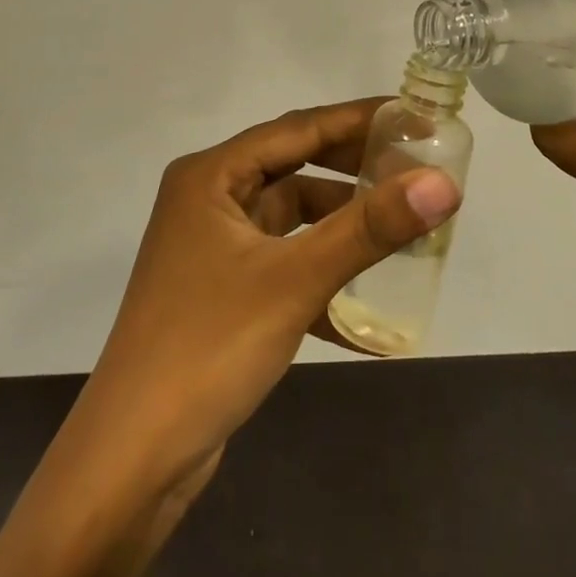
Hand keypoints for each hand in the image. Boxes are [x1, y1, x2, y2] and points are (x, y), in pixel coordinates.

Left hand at [80, 99, 461, 490]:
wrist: (133, 460)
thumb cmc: (209, 347)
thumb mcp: (295, 280)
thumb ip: (370, 228)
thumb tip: (443, 183)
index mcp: (210, 175)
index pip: (296, 128)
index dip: (357, 119)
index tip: (413, 116)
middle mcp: (207, 199)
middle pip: (293, 166)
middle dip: (352, 169)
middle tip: (414, 167)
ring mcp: (212, 247)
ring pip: (289, 217)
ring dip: (339, 224)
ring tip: (400, 228)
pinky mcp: (221, 291)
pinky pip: (282, 263)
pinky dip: (320, 276)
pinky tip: (366, 314)